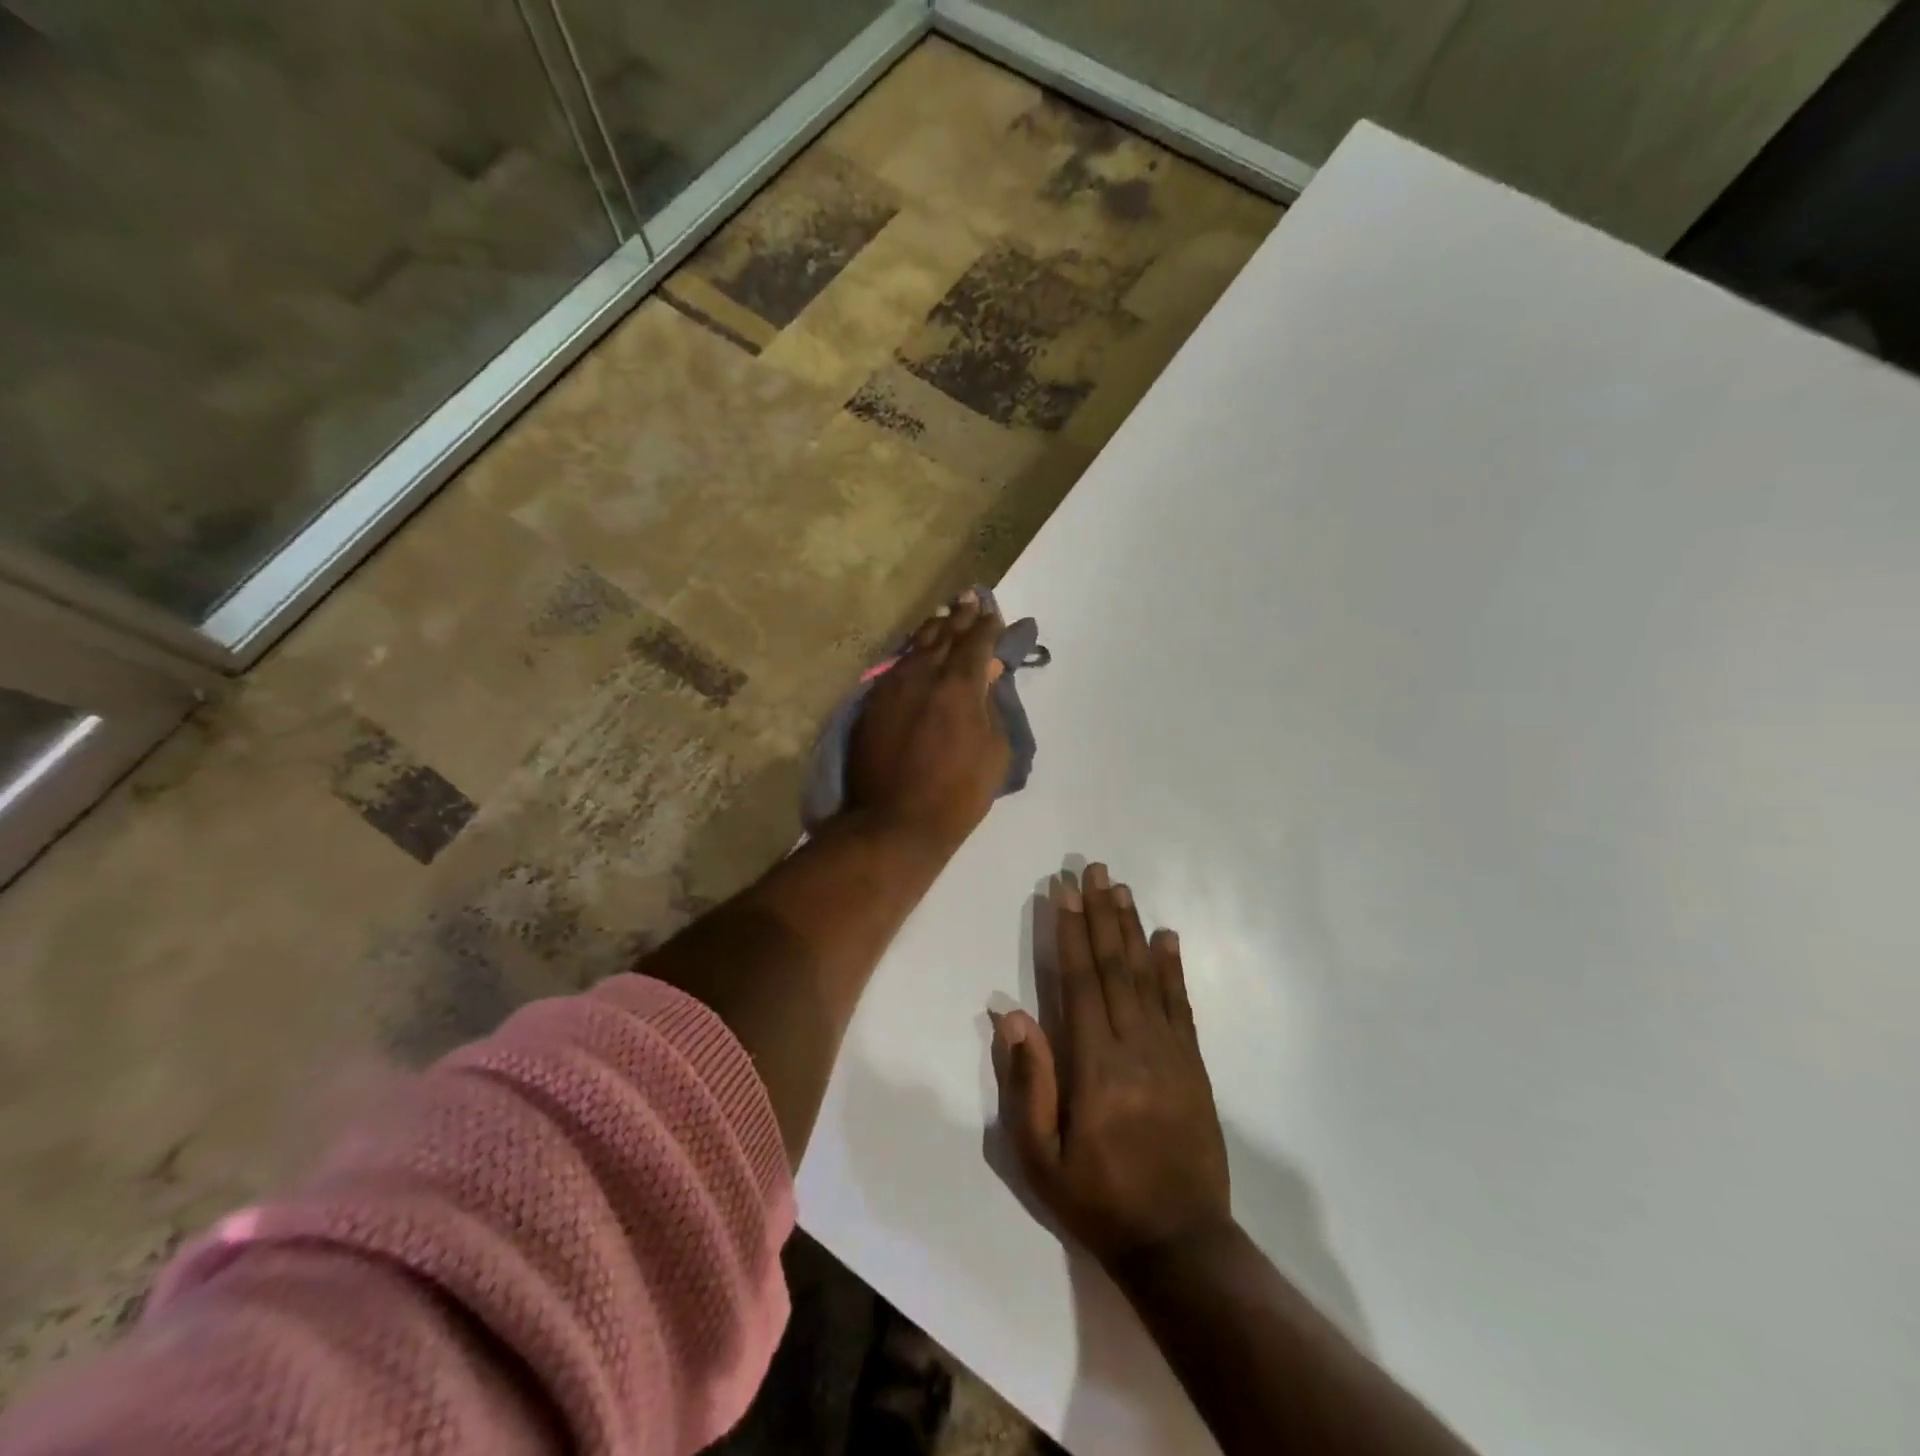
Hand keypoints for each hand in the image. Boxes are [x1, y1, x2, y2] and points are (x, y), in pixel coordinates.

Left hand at [845, 590, 1010, 853]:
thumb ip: (990, 706)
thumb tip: (986, 674)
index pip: (976, 642)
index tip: (993, 612)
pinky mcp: (871, 704)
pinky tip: (915, 652)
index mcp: (959, 685)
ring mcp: (891, 687)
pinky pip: (894, 668)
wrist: (894, 823)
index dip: (987, 625)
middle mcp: (923, 675)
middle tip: (969, 598)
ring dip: (932, 630)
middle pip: (944, 635)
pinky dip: (910, 655)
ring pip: (914, 647)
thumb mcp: (994, 752)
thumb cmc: (957, 794)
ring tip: (943, 617)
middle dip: (960, 616)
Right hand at [992, 863, 1232, 1270]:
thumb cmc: (1098, 1199)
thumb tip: (1011, 1014)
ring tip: (1120, 888)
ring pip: (1148, 976)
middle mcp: (1136, 1045)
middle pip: (1115, 966)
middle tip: (1093, 869)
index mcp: (1096, 1064)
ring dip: (1132, 928)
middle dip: (1101, 914)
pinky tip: (1167, 937)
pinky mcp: (1194, 1065)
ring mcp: (1171, 1052)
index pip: (1080, 981)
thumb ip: (1028, 1082)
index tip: (1062, 891)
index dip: (1070, 932)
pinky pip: (1181, 1005)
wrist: (1180, 1244)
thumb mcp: (1041, 1158)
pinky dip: (1172, 968)